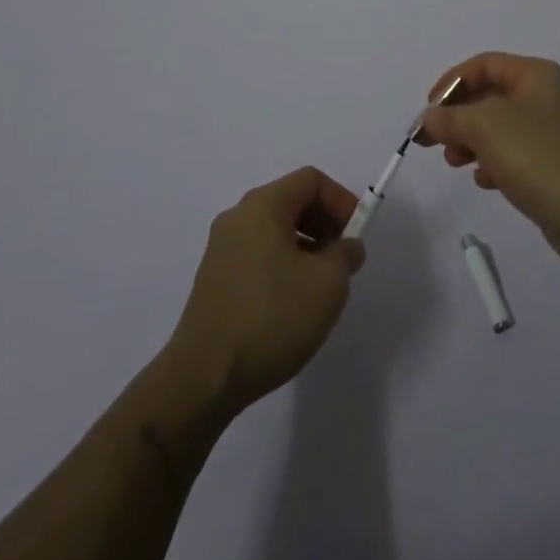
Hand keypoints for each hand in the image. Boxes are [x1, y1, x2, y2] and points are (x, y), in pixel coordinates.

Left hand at [165, 167, 366, 415]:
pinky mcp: (214, 279)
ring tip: (322, 285)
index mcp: (262, 206)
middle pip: (291, 201)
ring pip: (274, 230)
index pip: (310, 180)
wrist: (204, 378)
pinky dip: (283, 264)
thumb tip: (346, 247)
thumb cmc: (272, 318)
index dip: (341, 200)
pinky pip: (258, 254)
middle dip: (324, 223)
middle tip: (344, 258)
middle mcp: (237, 217)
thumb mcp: (328, 284)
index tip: (356, 235)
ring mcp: (221, 249)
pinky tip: (293, 303)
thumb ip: (345, 255)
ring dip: (306, 246)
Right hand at [414, 53, 559, 269]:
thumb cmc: (536, 155)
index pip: (484, 64)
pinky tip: (485, 181)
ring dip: (471, 141)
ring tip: (456, 163)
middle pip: (489, 96)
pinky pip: (513, 154)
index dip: (452, 82)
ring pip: (499, 127)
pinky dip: (493, 162)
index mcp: (535, 75)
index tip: (430, 109)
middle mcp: (546, 96)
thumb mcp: (484, 126)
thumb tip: (429, 118)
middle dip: (459, 117)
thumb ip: (450, 117)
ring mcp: (552, 132)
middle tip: (437, 141)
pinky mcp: (553, 165)